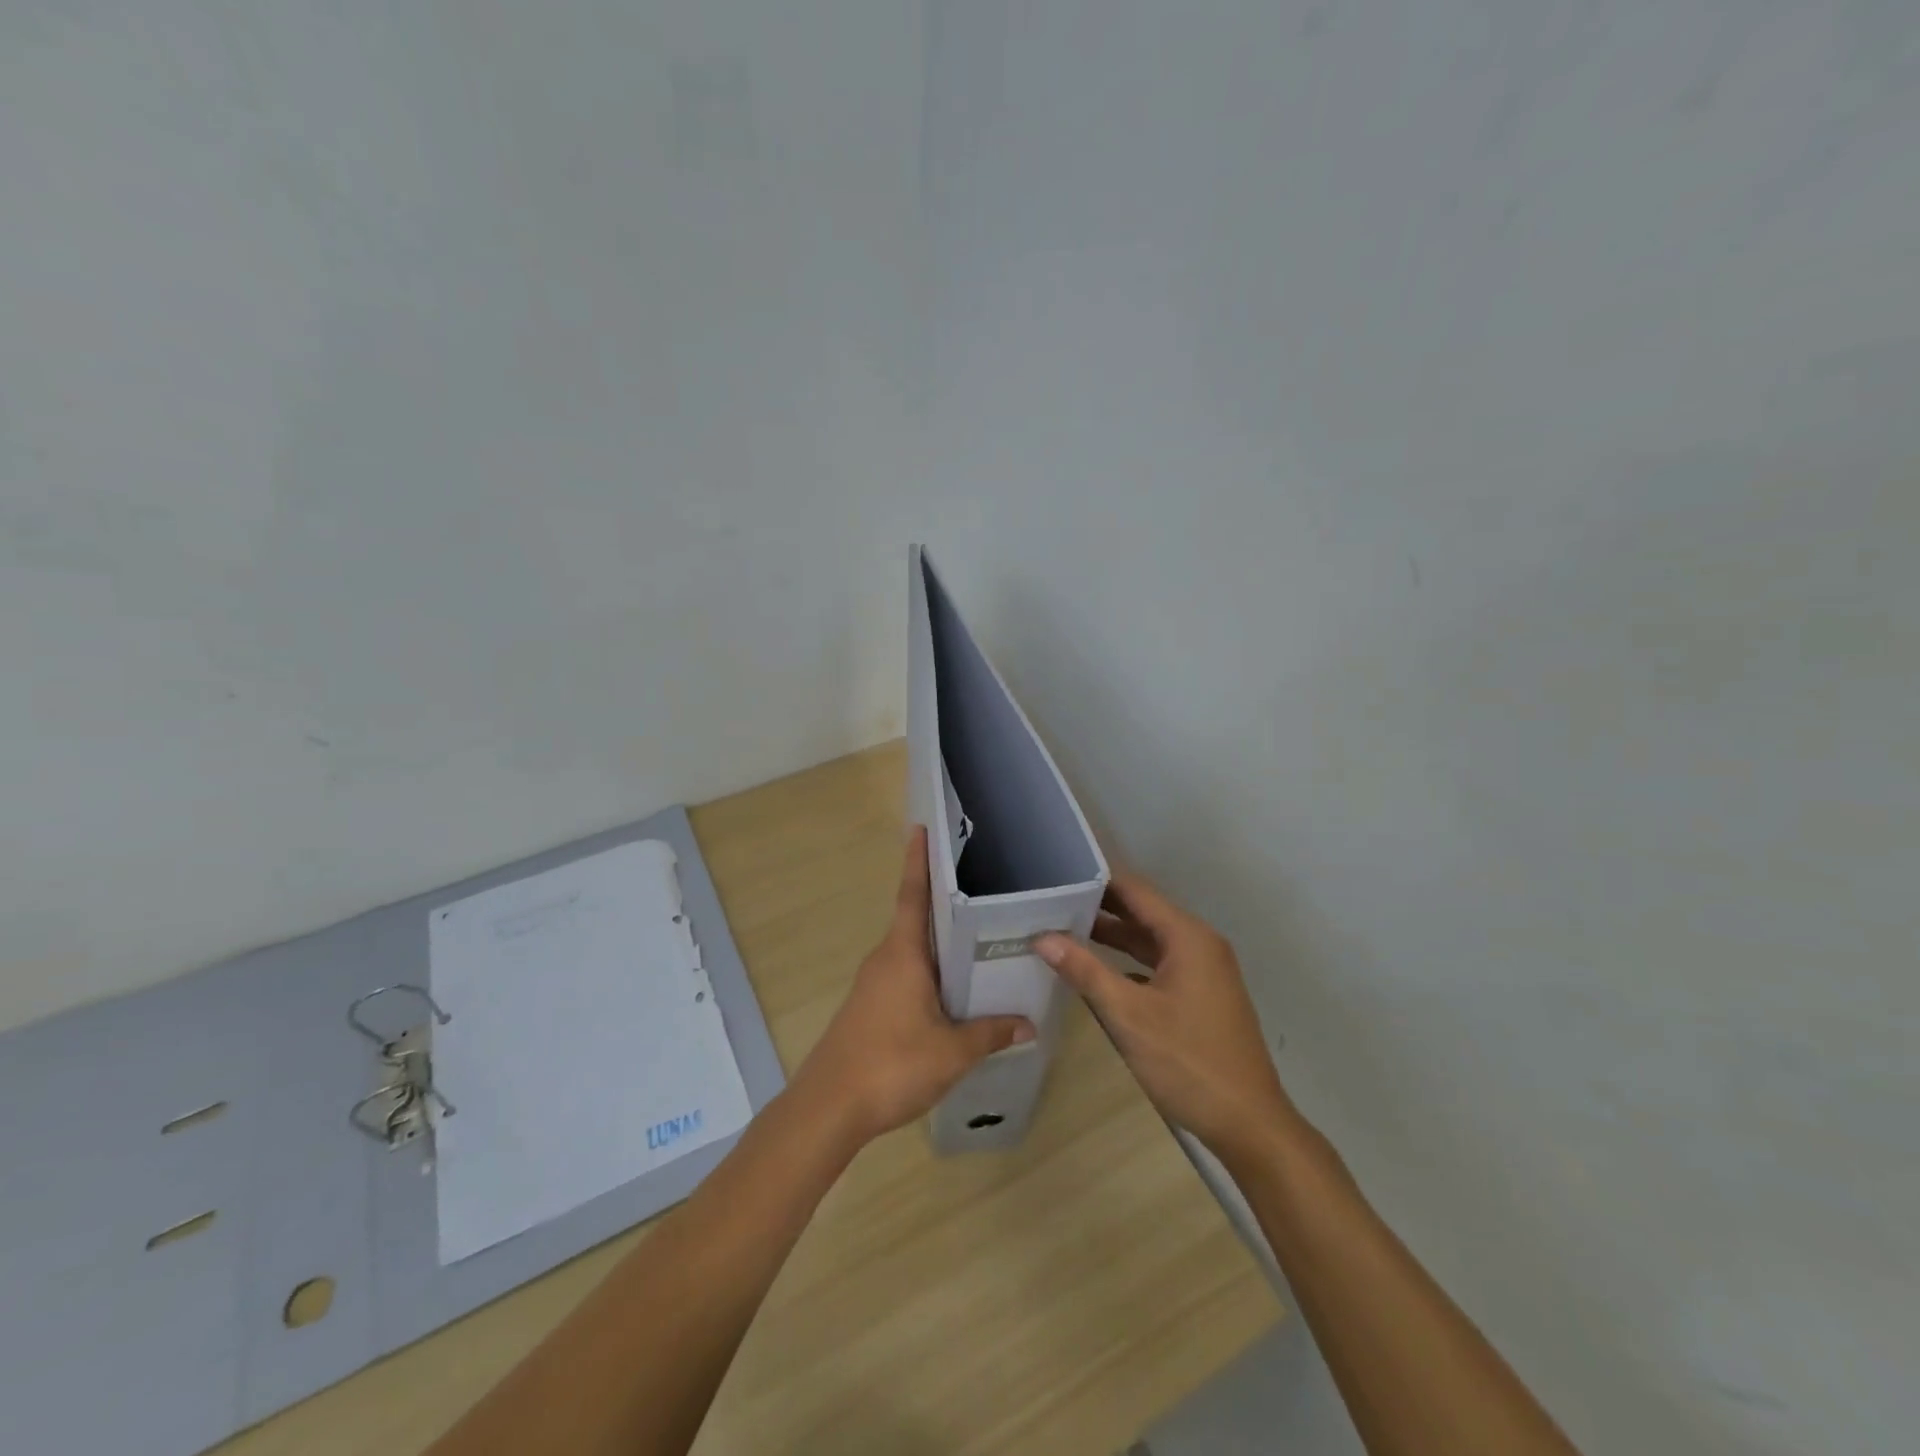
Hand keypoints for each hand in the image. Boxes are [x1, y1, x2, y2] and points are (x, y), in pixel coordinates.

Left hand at [792, 826, 1034, 1148]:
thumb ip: (990, 1034)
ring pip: (913, 951)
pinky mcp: (870, 1007)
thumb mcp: (952, 1052)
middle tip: (982, 888)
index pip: (913, 895)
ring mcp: (874, 984)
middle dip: (944, 902)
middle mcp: (886, 959)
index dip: (918, 860)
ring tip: (980, 940)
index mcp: (903, 953)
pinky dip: (930, 971)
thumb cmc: (891, 1064)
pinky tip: (954, 991)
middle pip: (917, 920)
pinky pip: (906, 975)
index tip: (921, 828)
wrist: (828, 1107)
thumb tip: (1027, 1024)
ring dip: (940, 943)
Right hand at [1038, 871, 1291, 1159]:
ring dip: (1113, 935)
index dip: (1096, 881)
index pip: (1135, 890)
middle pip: (1143, 912)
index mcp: (1187, 936)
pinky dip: (1129, 961)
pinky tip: (1097, 970)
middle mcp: (1199, 943)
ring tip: (1063, 930)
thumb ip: (1085, 971)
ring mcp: (1204, 970)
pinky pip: (1159, 963)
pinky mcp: (1202, 994)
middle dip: (1099, 907)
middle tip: (1050, 904)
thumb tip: (1042, 937)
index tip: (1057, 877)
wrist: (1250, 1124)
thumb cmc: (1189, 1063)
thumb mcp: (1128, 1015)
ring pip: (1150, 939)